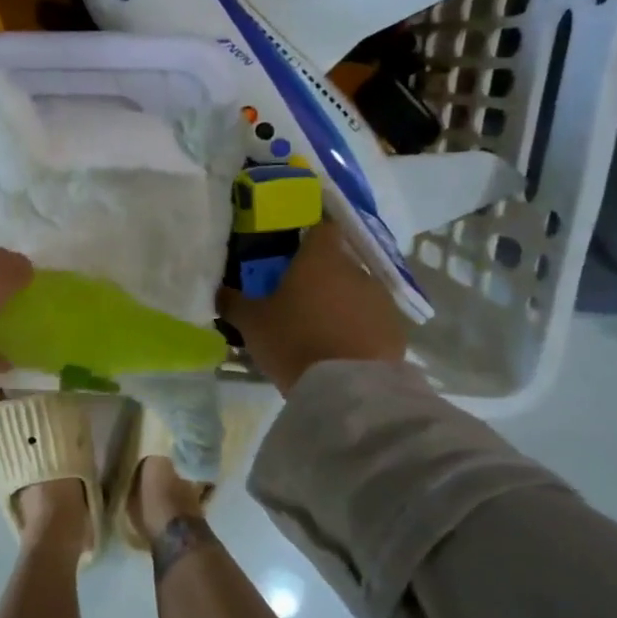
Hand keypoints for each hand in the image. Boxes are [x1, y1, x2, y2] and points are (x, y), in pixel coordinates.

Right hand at [219, 220, 407, 394]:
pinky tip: (342, 350)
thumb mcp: (252, 323)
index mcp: (320, 258)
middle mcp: (356, 269)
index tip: (293, 252)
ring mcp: (381, 299)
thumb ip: (234, 302)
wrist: (347, 389)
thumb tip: (219, 290)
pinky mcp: (397, 329)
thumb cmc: (294, 341)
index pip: (321, 228)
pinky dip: (359, 328)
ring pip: (356, 292)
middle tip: (298, 300)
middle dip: (321, 277)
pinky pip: (372, 320)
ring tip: (320, 330)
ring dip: (341, 303)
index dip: (308, 237)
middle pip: (338, 263)